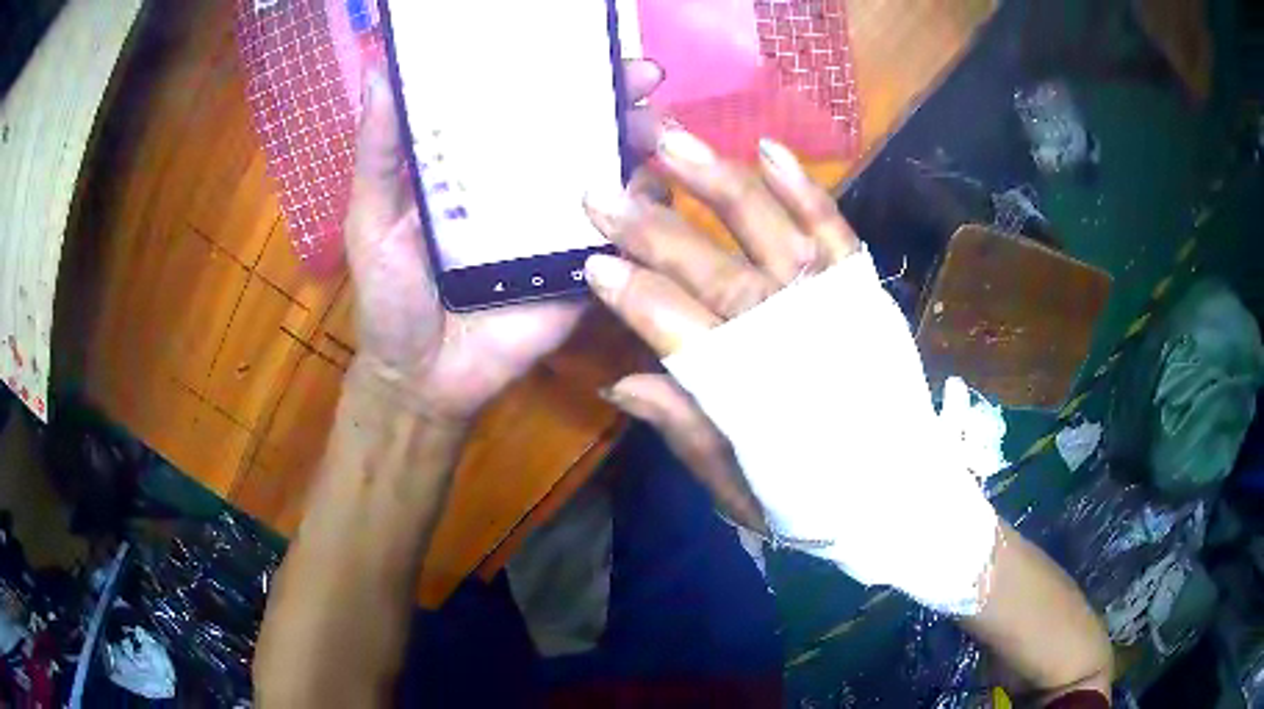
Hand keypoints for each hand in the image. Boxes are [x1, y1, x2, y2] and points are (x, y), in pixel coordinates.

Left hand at [344, 60, 666, 422]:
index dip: (558, 69)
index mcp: (479, 163)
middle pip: (581, 129)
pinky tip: (655, 189)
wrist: (424, 377)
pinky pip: (624, 232)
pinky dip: (646, 208)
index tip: (590, 45)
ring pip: (613, 171)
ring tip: (654, 130)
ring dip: (642, 144)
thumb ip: (378, 151)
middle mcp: (526, 184)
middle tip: (643, 80)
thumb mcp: (372, 217)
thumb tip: (379, 71)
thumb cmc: (391, 296)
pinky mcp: (584, 267)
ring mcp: (561, 225)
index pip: (524, 102)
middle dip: (618, 98)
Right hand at [582, 131, 860, 530]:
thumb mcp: (736, 487)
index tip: (592, 261)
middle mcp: (791, 338)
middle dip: (652, 230)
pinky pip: (835, 231)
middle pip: (713, 273)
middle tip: (603, 192)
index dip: (634, 296)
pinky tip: (767, 149)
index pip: (680, 331)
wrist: (900, 496)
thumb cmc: (812, 499)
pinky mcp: (864, 292)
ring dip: (720, 185)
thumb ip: (684, 429)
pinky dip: (804, 191)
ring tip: (672, 144)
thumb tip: (619, 383)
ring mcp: (833, 307)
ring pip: (769, 234)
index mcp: (752, 395)